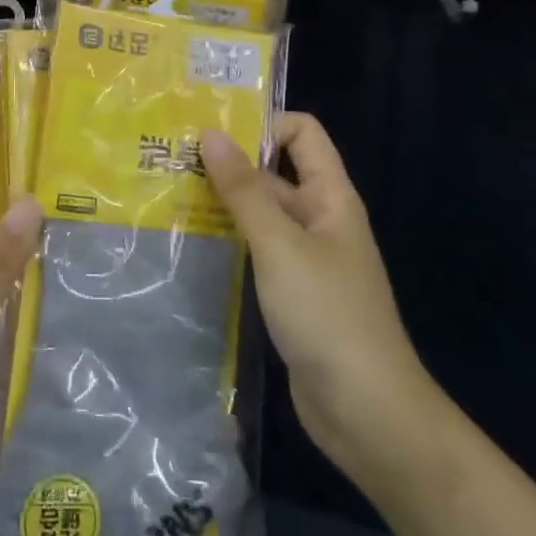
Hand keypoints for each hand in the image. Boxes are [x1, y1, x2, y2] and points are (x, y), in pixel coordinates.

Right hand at [201, 115, 441, 485]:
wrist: (367, 412)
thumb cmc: (328, 315)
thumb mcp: (280, 245)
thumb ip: (244, 190)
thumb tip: (211, 134)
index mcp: (330, 197)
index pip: (302, 134)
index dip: (263, 123)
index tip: (211, 129)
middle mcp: (318, 219)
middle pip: (274, 172)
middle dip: (228, 162)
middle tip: (170, 158)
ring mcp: (304, 257)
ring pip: (260, 213)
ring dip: (221, 201)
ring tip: (167, 192)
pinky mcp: (289, 291)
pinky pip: (256, 249)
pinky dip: (227, 238)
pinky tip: (189, 240)